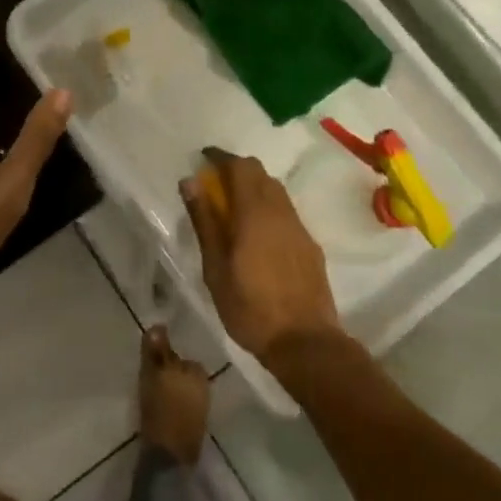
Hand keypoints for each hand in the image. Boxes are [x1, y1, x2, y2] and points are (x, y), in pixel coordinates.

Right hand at [180, 150, 342, 363]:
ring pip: (275, 191)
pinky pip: (286, 212)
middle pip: (259, 173)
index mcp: (254, 212)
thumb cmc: (250, 307)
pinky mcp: (310, 245)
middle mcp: (280, 211)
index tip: (203, 158)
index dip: (220, 157)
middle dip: (236, 170)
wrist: (306, 343)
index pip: (239, 166)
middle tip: (215, 184)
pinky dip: (268, 208)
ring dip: (254, 188)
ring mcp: (299, 227)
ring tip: (234, 208)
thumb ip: (204, 221)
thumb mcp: (215, 267)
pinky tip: (257, 234)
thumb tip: (190, 181)